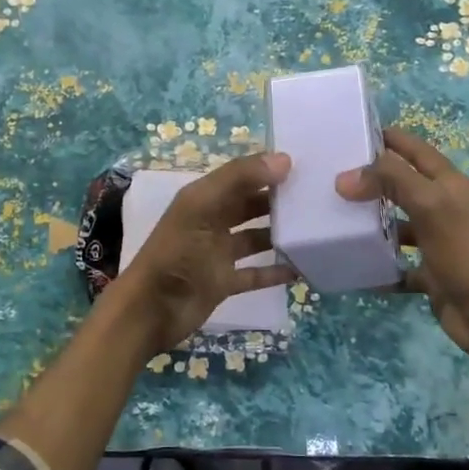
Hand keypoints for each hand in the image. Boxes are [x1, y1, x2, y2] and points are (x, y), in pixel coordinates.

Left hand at [111, 153, 297, 354]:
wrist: (152, 310)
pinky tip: (301, 267)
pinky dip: (275, 271)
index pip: (240, 176)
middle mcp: (211, 222)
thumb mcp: (203, 207)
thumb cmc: (176, 253)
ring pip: (255, 238)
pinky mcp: (224, 283)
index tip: (305, 166)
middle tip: (316, 196)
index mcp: (202, 198)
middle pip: (249, 206)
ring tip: (314, 229)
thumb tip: (284, 160)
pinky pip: (256, 273)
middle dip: (277, 200)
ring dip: (279, 234)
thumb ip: (239, 179)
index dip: (267, 169)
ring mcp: (218, 254)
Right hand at [336, 128, 468, 365]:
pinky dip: (378, 264)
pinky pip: (398, 263)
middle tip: (330, 177)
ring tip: (333, 218)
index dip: (388, 138)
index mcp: (450, 185)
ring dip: (371, 221)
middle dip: (371, 180)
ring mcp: (437, 242)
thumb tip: (346, 177)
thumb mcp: (430, 206)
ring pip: (398, 223)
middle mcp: (444, 208)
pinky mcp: (430, 273)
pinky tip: (353, 263)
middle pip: (403, 185)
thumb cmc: (465, 254)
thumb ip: (391, 181)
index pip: (415, 150)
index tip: (349, 134)